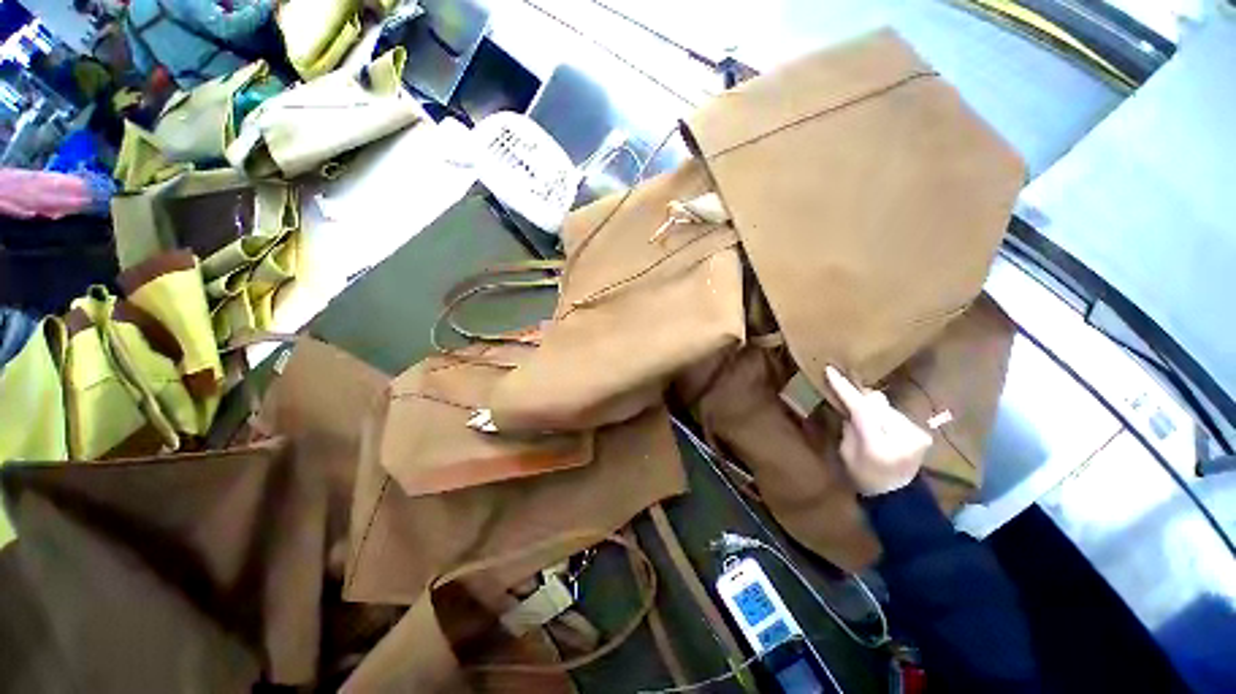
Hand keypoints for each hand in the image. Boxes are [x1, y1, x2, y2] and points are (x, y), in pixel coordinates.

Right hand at [825, 366, 931, 496]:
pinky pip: (894, 414)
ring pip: (885, 407)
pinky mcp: (922, 433)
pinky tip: (878, 423)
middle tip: (845, 389)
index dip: (846, 389)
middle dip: (860, 397)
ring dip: (872, 407)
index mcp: (878, 445)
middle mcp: (902, 437)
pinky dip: (883, 414)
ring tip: (862, 413)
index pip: (862, 409)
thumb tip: (849, 404)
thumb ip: (850, 426)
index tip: (831, 371)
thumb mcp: (846, 452)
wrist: (896, 495)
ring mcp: (916, 435)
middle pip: (876, 404)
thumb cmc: (862, 475)